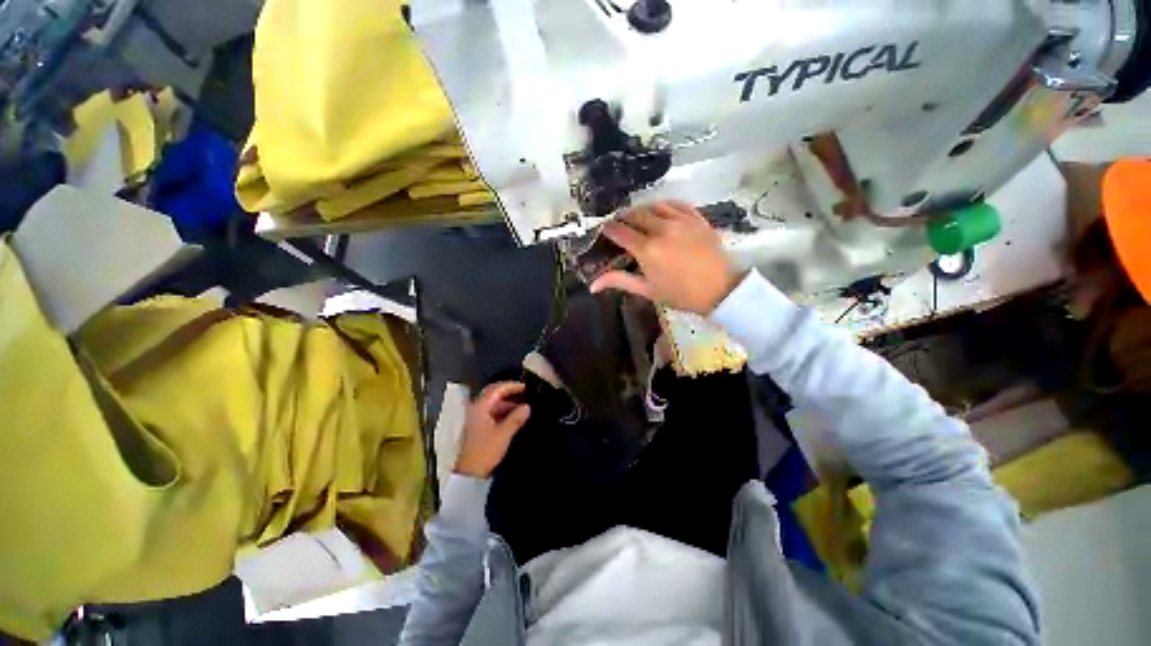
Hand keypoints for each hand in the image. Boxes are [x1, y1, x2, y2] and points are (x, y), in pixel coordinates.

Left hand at [454, 382, 530, 478]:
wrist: (470, 472)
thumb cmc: (485, 451)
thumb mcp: (503, 434)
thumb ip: (516, 418)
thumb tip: (528, 407)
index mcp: (480, 407)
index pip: (497, 389)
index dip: (512, 386)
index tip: (526, 387)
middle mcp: (477, 407)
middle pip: (495, 393)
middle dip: (511, 392)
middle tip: (527, 392)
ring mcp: (478, 416)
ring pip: (495, 402)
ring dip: (509, 402)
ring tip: (525, 404)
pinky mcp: (481, 424)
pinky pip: (495, 410)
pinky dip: (506, 410)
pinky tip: (517, 414)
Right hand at [589, 201, 741, 313]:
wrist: (719, 290)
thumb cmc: (680, 294)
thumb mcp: (647, 289)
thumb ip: (619, 281)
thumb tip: (592, 286)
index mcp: (647, 249)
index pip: (620, 231)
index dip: (608, 229)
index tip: (604, 230)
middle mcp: (662, 229)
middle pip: (634, 215)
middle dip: (623, 218)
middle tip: (620, 226)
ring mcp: (681, 221)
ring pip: (653, 206)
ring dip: (642, 210)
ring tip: (638, 219)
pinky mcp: (696, 217)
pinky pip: (675, 204)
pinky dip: (664, 206)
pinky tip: (661, 213)